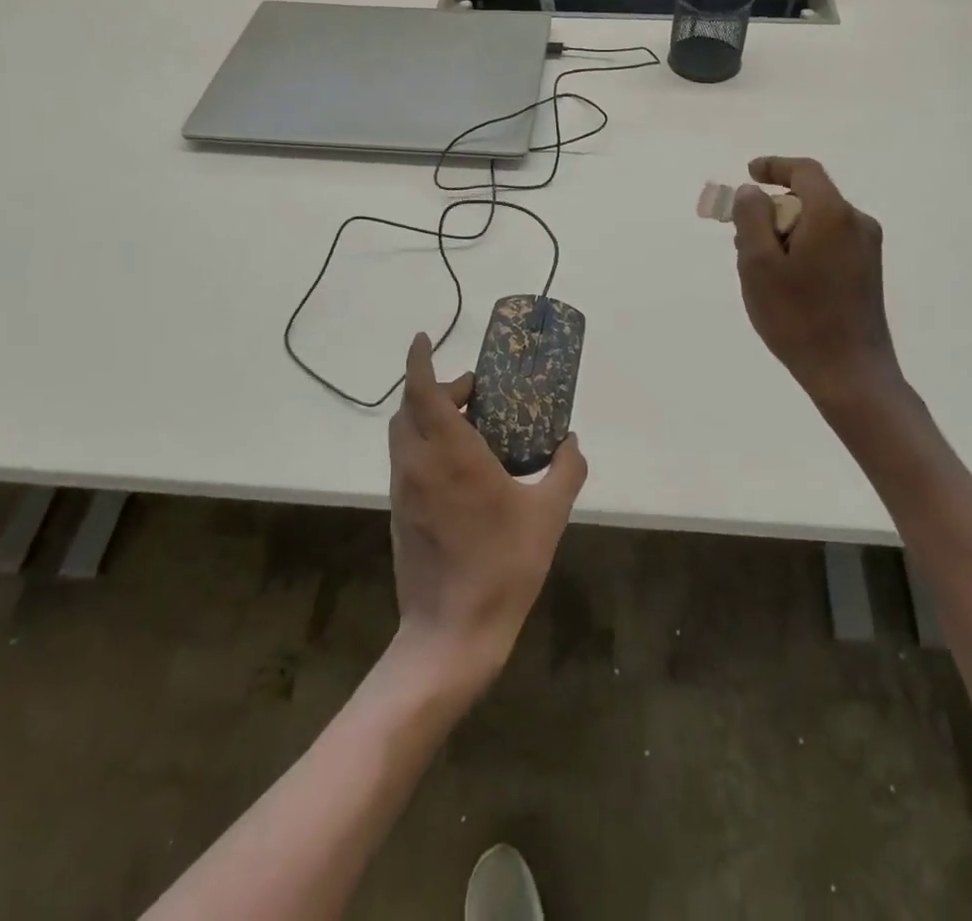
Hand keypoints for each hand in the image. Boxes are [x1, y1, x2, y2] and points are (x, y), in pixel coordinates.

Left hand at [387, 334, 587, 692]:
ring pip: (404, 435)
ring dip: (427, 416)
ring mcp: (404, 490)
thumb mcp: (548, 515)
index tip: (423, 338)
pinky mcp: (400, 513)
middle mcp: (419, 464)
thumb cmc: (502, 566)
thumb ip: (565, 471)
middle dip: (433, 388)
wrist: (450, 633)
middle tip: (472, 392)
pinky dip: (425, 444)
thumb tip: (572, 442)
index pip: (423, 392)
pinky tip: (459, 466)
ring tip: (467, 424)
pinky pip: (407, 461)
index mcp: (451, 454)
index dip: (420, 361)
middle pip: (410, 408)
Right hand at [732, 156, 900, 403]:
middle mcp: (857, 223)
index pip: (804, 171)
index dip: (774, 166)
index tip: (749, 173)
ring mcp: (867, 249)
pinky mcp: (867, 272)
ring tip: (759, 269)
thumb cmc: (798, 316)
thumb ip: (751, 219)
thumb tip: (754, 192)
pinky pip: (828, 243)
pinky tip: (785, 283)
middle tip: (741, 238)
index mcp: (832, 214)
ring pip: (817, 224)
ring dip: (785, 233)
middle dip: (772, 211)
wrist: (849, 372)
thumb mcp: (758, 264)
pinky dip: (802, 249)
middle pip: (809, 199)